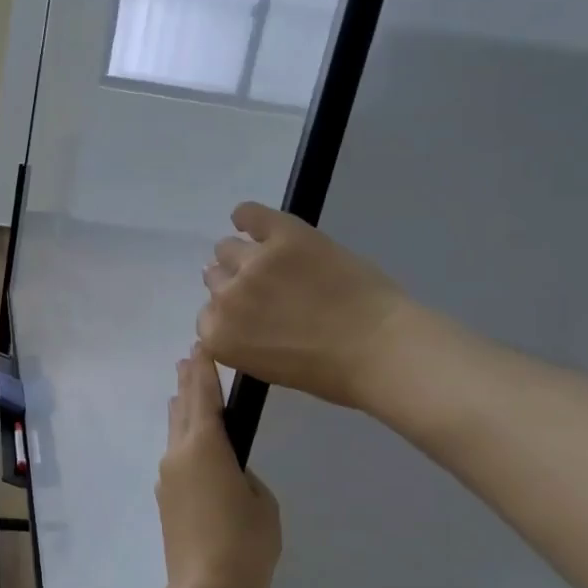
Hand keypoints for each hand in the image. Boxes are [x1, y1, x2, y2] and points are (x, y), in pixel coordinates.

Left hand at [156, 345, 281, 587]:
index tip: (201, 347)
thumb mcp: (261, 503)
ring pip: (174, 433)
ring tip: (185, 393)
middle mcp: (178, 454)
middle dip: (187, 383)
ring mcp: (167, 478)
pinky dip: (182, 440)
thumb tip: (229, 473)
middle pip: (182, 409)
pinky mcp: (165, 500)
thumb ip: (245, 476)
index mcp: (205, 446)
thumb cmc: (244, 544)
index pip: (204, 396)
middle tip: (189, 359)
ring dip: (181, 411)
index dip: (204, 370)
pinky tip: (190, 444)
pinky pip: (175, 457)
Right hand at [198, 202, 406, 413]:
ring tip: (272, 262)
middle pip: (214, 279)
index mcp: (220, 338)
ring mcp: (254, 263)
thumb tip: (237, 316)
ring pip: (227, 248)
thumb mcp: (268, 368)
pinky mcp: (284, 235)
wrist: (380, 349)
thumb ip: (242, 339)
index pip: (207, 316)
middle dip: (235, 284)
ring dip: (242, 255)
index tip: (251, 316)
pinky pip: (249, 214)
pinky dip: (247, 217)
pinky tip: (253, 222)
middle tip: (266, 290)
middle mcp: (226, 298)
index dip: (231, 314)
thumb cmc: (329, 373)